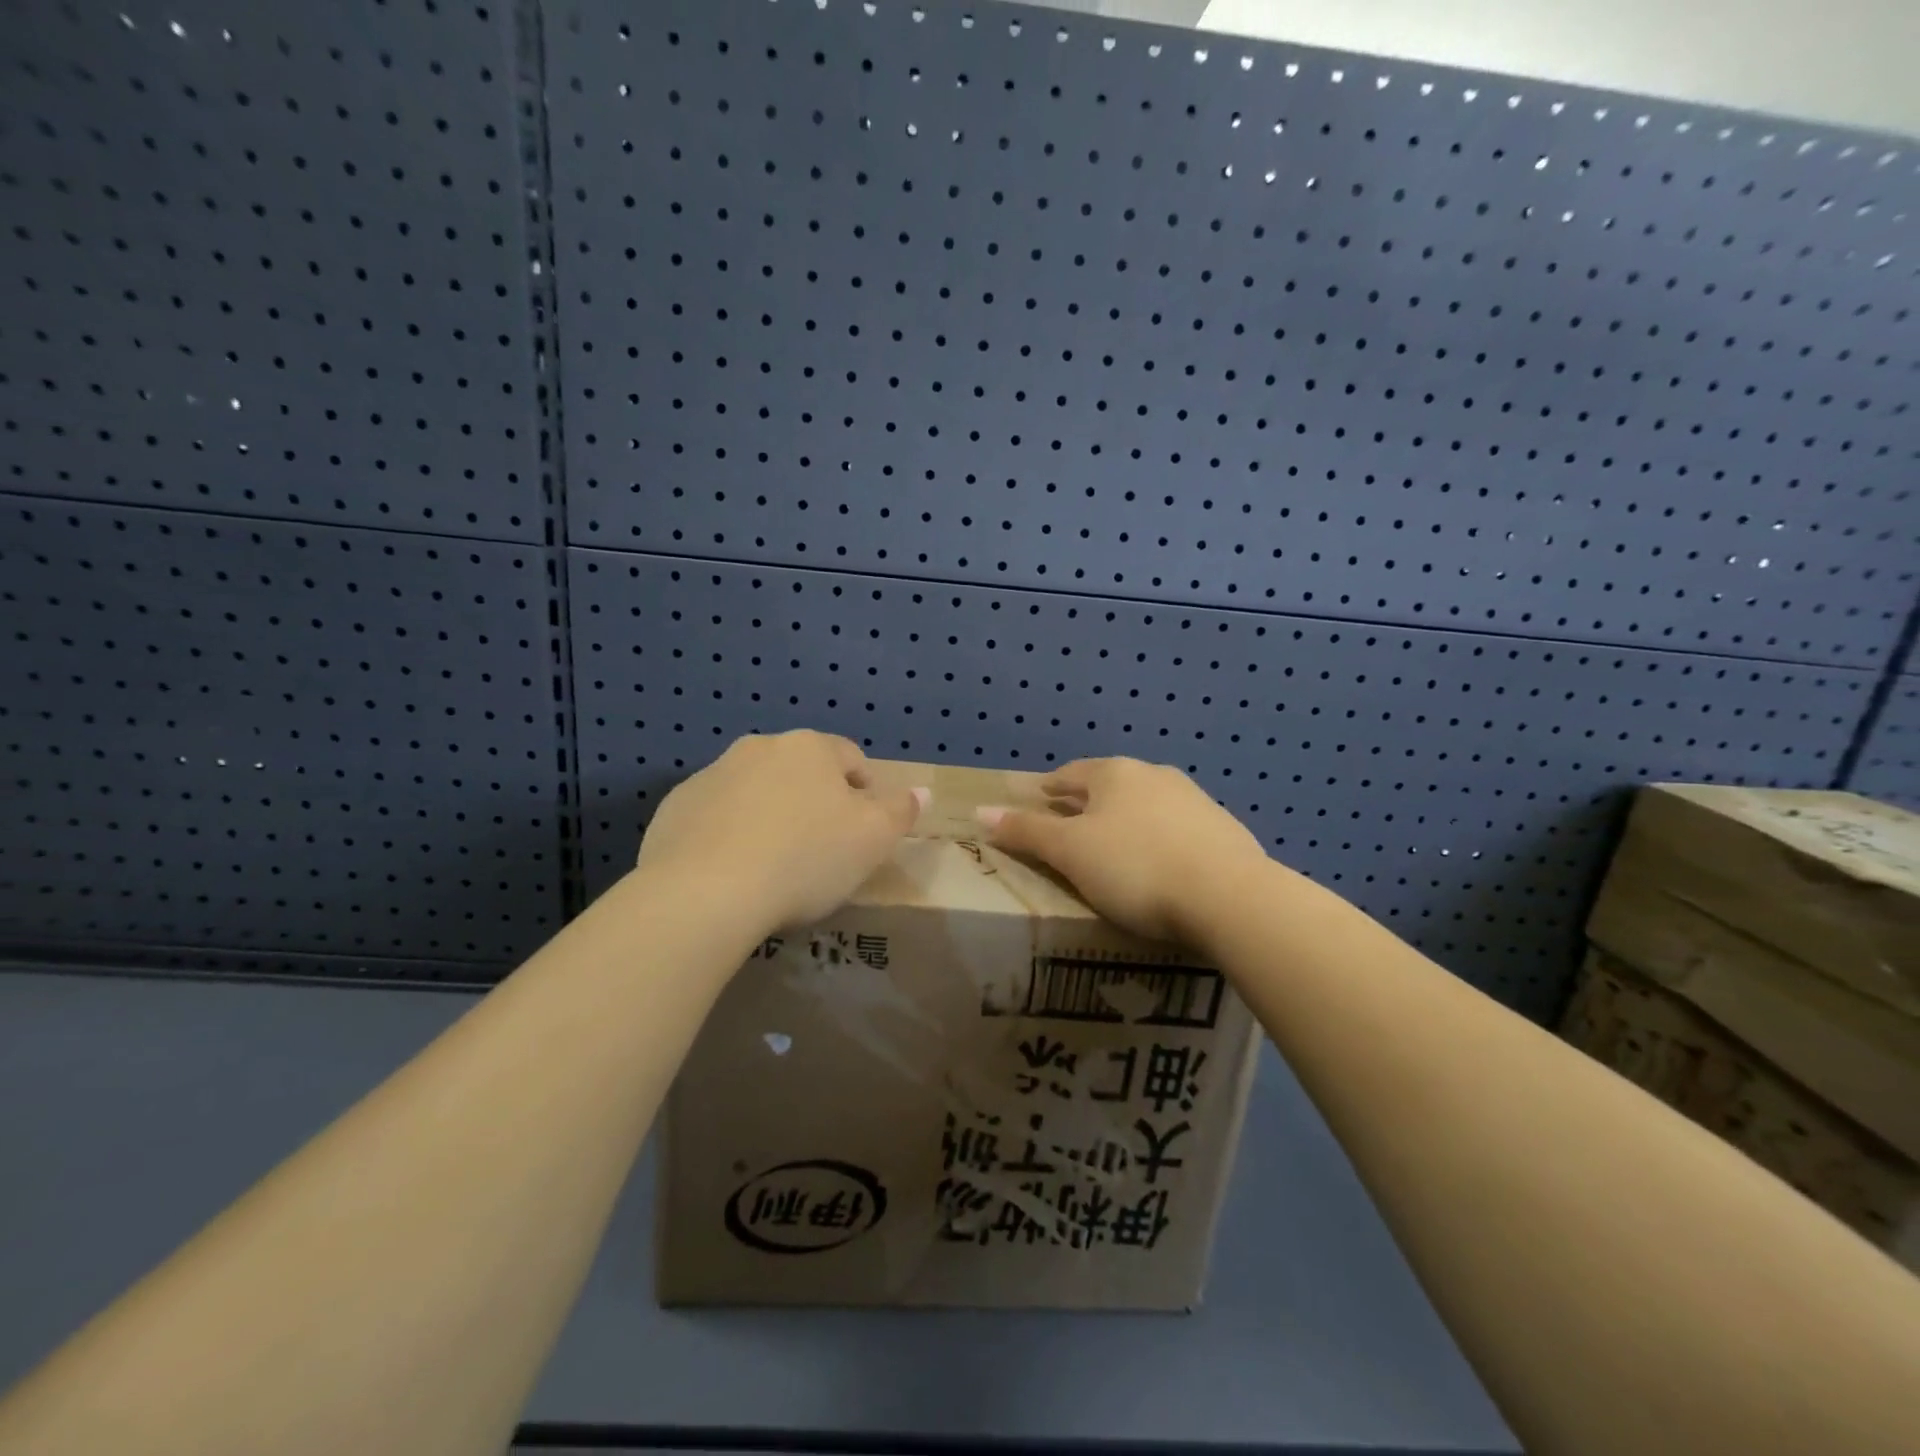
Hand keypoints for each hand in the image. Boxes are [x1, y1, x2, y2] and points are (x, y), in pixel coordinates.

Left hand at [636, 731, 925, 932]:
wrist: (704, 893)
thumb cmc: (804, 859)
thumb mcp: (873, 839)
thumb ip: (901, 811)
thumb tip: (922, 790)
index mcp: (810, 748)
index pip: (851, 759)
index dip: (864, 793)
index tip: (862, 833)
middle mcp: (759, 748)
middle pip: (800, 772)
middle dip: (813, 802)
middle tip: (820, 851)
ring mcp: (711, 775)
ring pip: (755, 791)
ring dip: (769, 815)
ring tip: (773, 866)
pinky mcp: (675, 808)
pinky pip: (715, 817)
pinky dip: (727, 835)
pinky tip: (731, 873)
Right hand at [979, 758, 1270, 945]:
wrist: (1230, 897)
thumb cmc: (1135, 868)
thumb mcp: (1070, 853)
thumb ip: (1026, 831)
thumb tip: (980, 811)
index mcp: (1115, 774)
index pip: (1071, 774)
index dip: (1049, 788)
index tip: (1037, 800)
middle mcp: (1155, 776)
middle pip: (1109, 786)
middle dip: (1087, 803)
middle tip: (1068, 823)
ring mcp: (1195, 801)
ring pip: (1145, 805)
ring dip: (1125, 819)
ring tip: (1112, 845)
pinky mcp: (1223, 831)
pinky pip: (1176, 829)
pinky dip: (1157, 839)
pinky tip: (1158, 863)